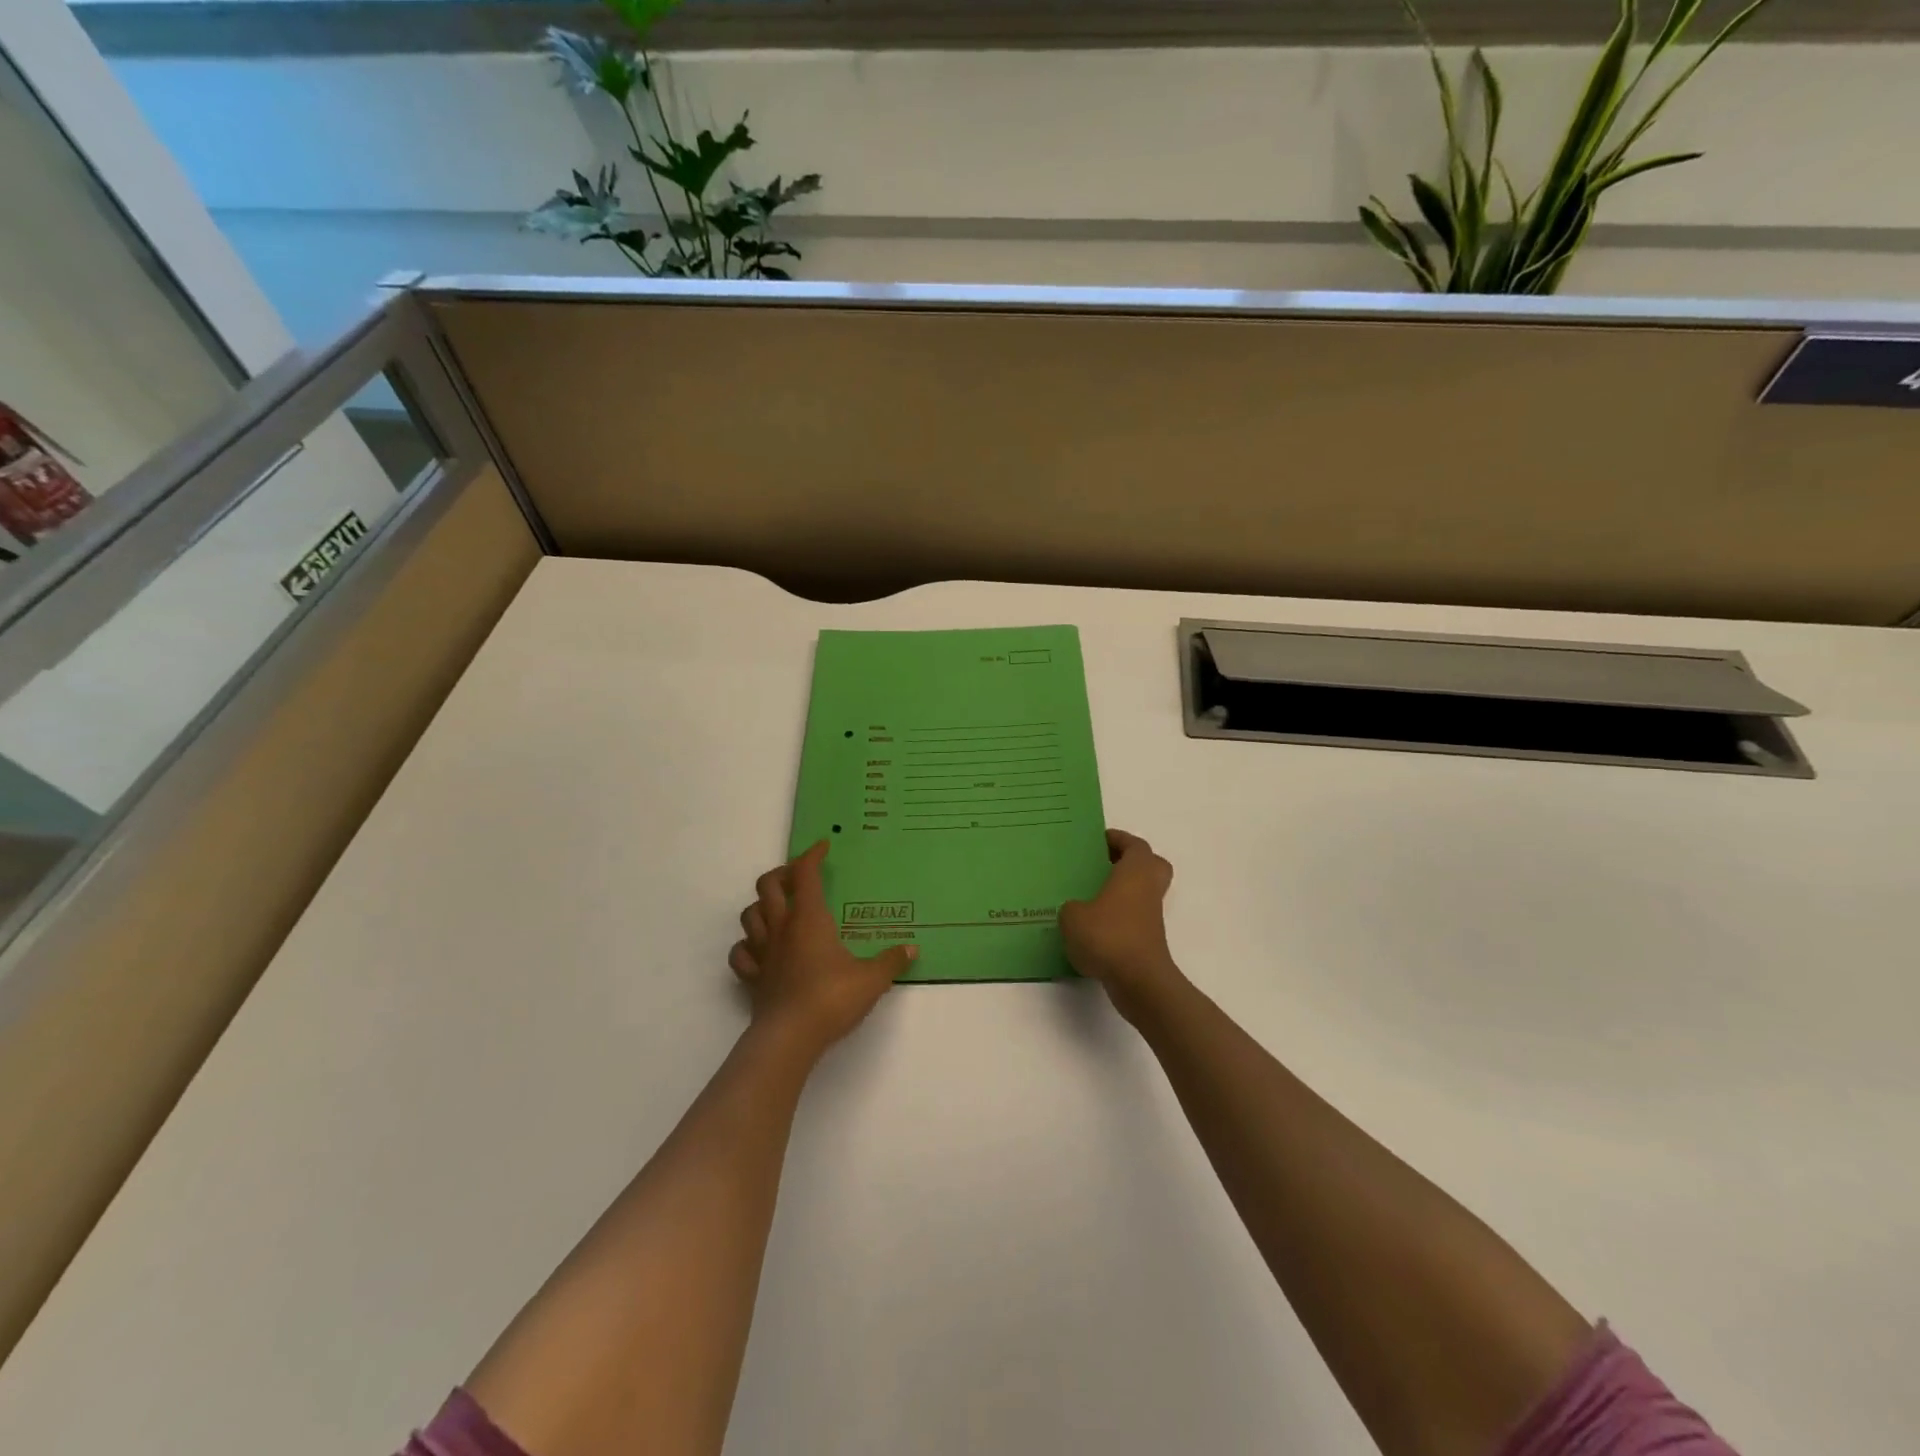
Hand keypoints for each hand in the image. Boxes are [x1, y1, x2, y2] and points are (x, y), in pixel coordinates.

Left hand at [729, 840, 915, 1053]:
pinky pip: (741, 953)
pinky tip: (760, 949)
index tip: (823, 847)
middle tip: (799, 877)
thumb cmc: (832, 998)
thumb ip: (891, 961)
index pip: (805, 874)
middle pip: (768, 886)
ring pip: (749, 915)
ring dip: (761, 906)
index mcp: (809, 918)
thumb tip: (912, 949)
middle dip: (782, 874)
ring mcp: (763, 953)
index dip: (812, 855)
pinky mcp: (753, 978)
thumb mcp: (872, 979)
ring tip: (779, 909)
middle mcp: (782, 927)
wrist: (790, 1037)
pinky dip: (747, 945)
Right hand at [1059, 829, 1183, 1013]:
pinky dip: (1117, 919)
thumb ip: (1072, 907)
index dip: (1119, 839)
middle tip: (1102, 865)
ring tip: (1089, 897)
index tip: (1098, 840)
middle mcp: (1148, 890)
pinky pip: (1133, 920)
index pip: (1135, 845)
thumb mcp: (1073, 916)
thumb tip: (1076, 910)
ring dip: (1122, 893)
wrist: (1138, 981)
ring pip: (1141, 894)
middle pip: (1150, 866)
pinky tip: (1090, 928)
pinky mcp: (1147, 942)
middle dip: (1129, 863)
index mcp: (1135, 872)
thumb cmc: (1108, 936)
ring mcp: (1151, 917)